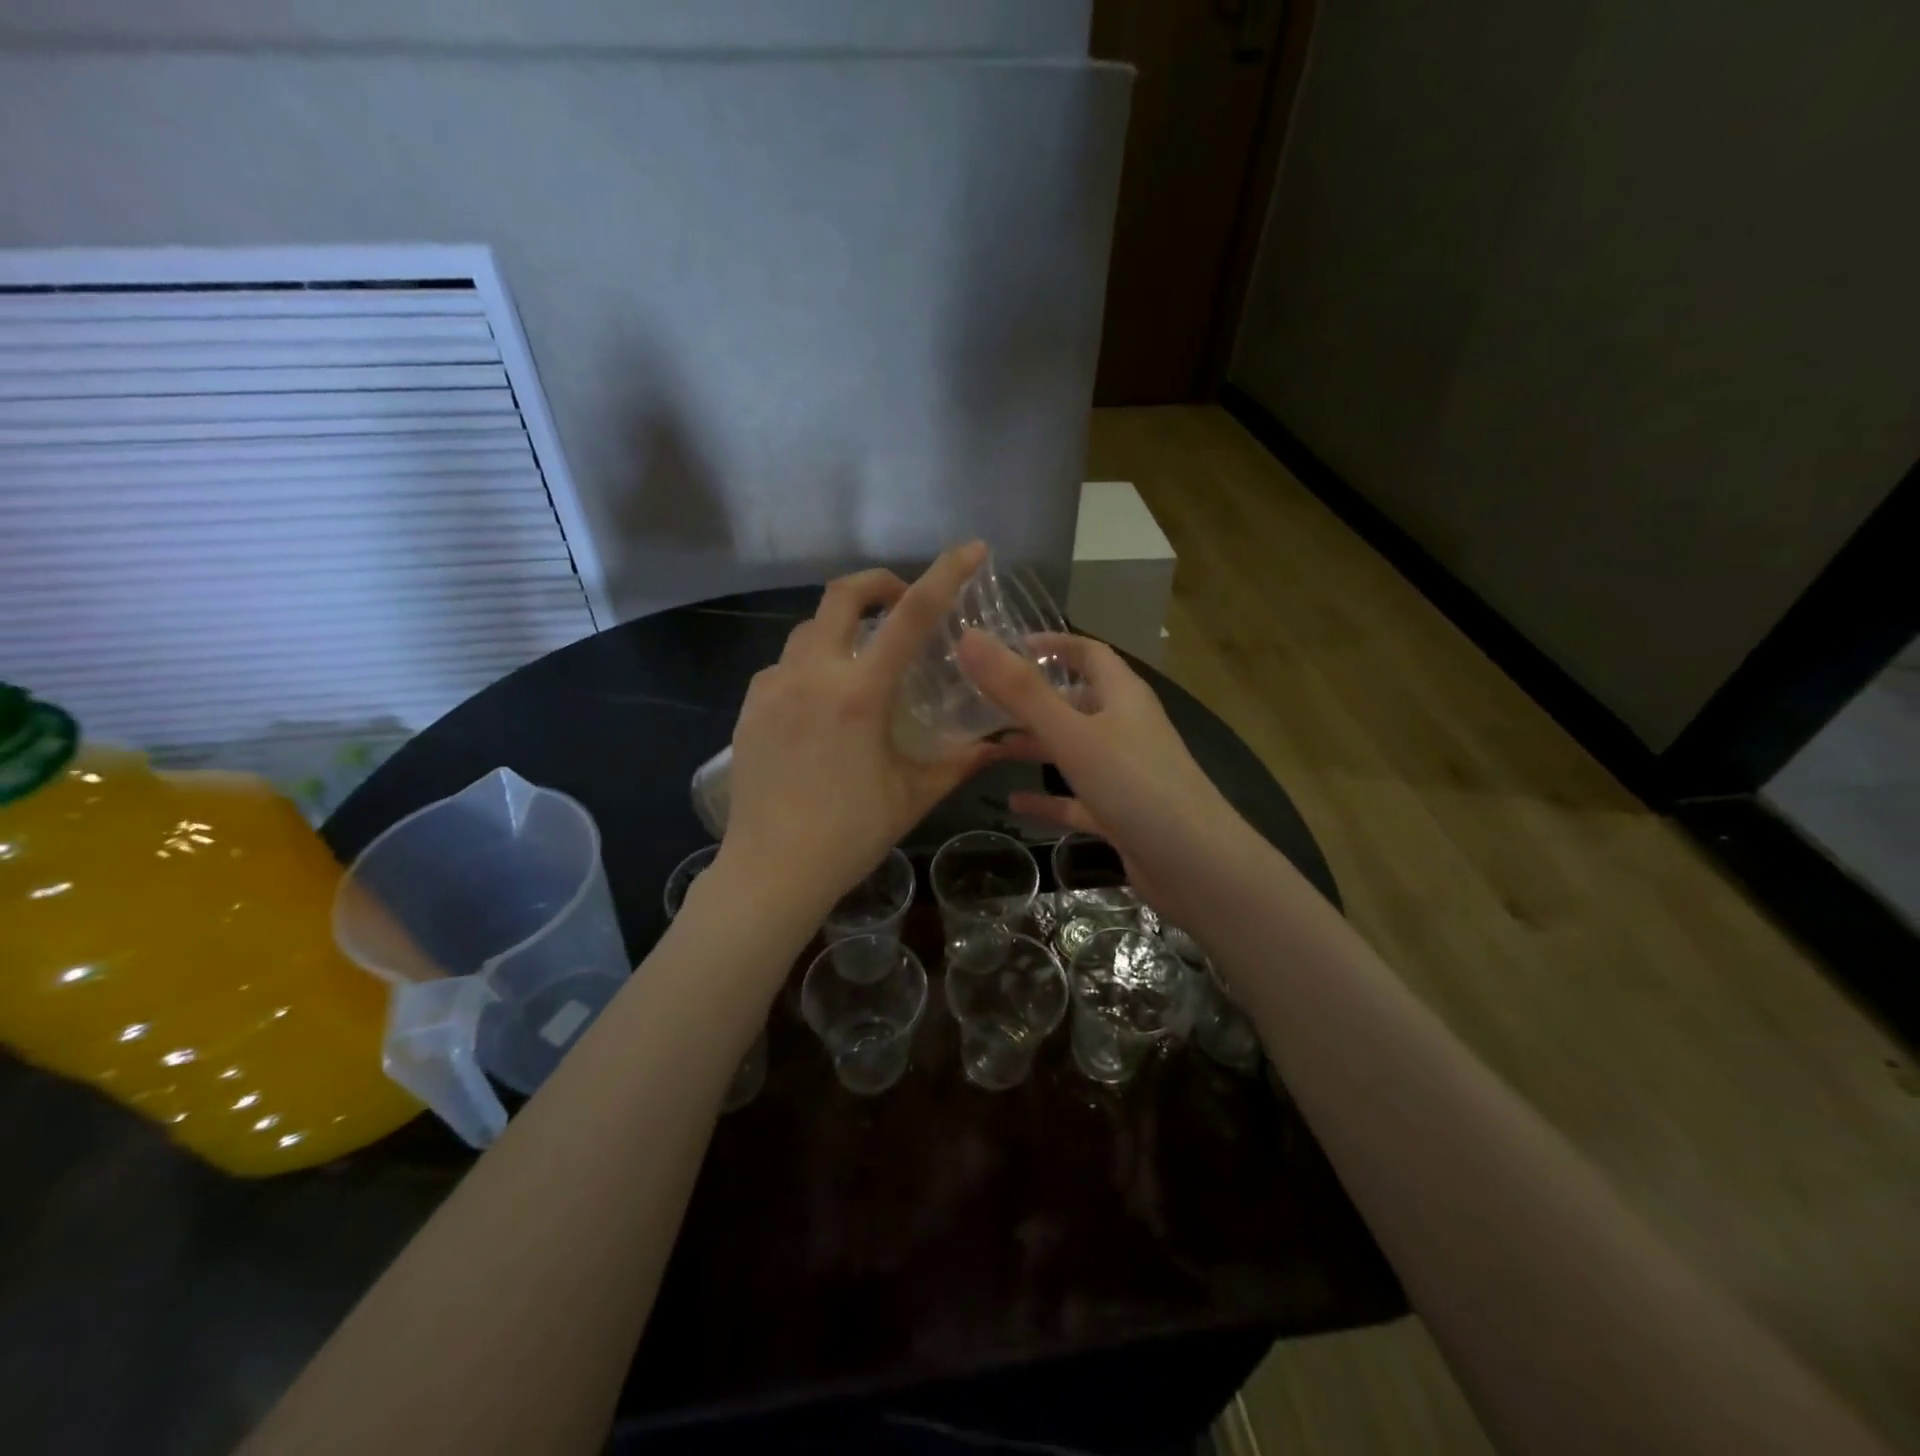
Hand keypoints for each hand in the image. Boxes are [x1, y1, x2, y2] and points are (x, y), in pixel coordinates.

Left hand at [720, 543, 996, 914]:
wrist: (771, 870)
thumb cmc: (850, 834)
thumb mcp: (914, 794)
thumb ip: (959, 761)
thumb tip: (1000, 744)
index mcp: (860, 693)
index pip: (911, 615)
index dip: (945, 574)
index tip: (972, 550)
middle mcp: (813, 676)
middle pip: (841, 595)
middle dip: (877, 583)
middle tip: (901, 603)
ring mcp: (773, 688)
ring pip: (808, 630)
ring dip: (841, 628)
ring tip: (862, 661)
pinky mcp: (749, 708)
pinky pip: (783, 666)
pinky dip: (810, 665)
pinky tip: (821, 701)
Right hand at [957, 631, 1253, 929]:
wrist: (1197, 866)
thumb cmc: (1136, 786)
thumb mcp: (1072, 734)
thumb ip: (1020, 690)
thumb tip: (969, 637)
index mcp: (1123, 697)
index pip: (1088, 653)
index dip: (1052, 644)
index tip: (1007, 646)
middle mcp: (1126, 728)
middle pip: (1076, 702)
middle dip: (1031, 701)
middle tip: (981, 702)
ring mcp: (1125, 773)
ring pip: (1073, 750)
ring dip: (1035, 746)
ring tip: (987, 748)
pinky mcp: (1121, 813)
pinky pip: (1077, 798)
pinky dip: (1048, 798)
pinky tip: (1014, 802)